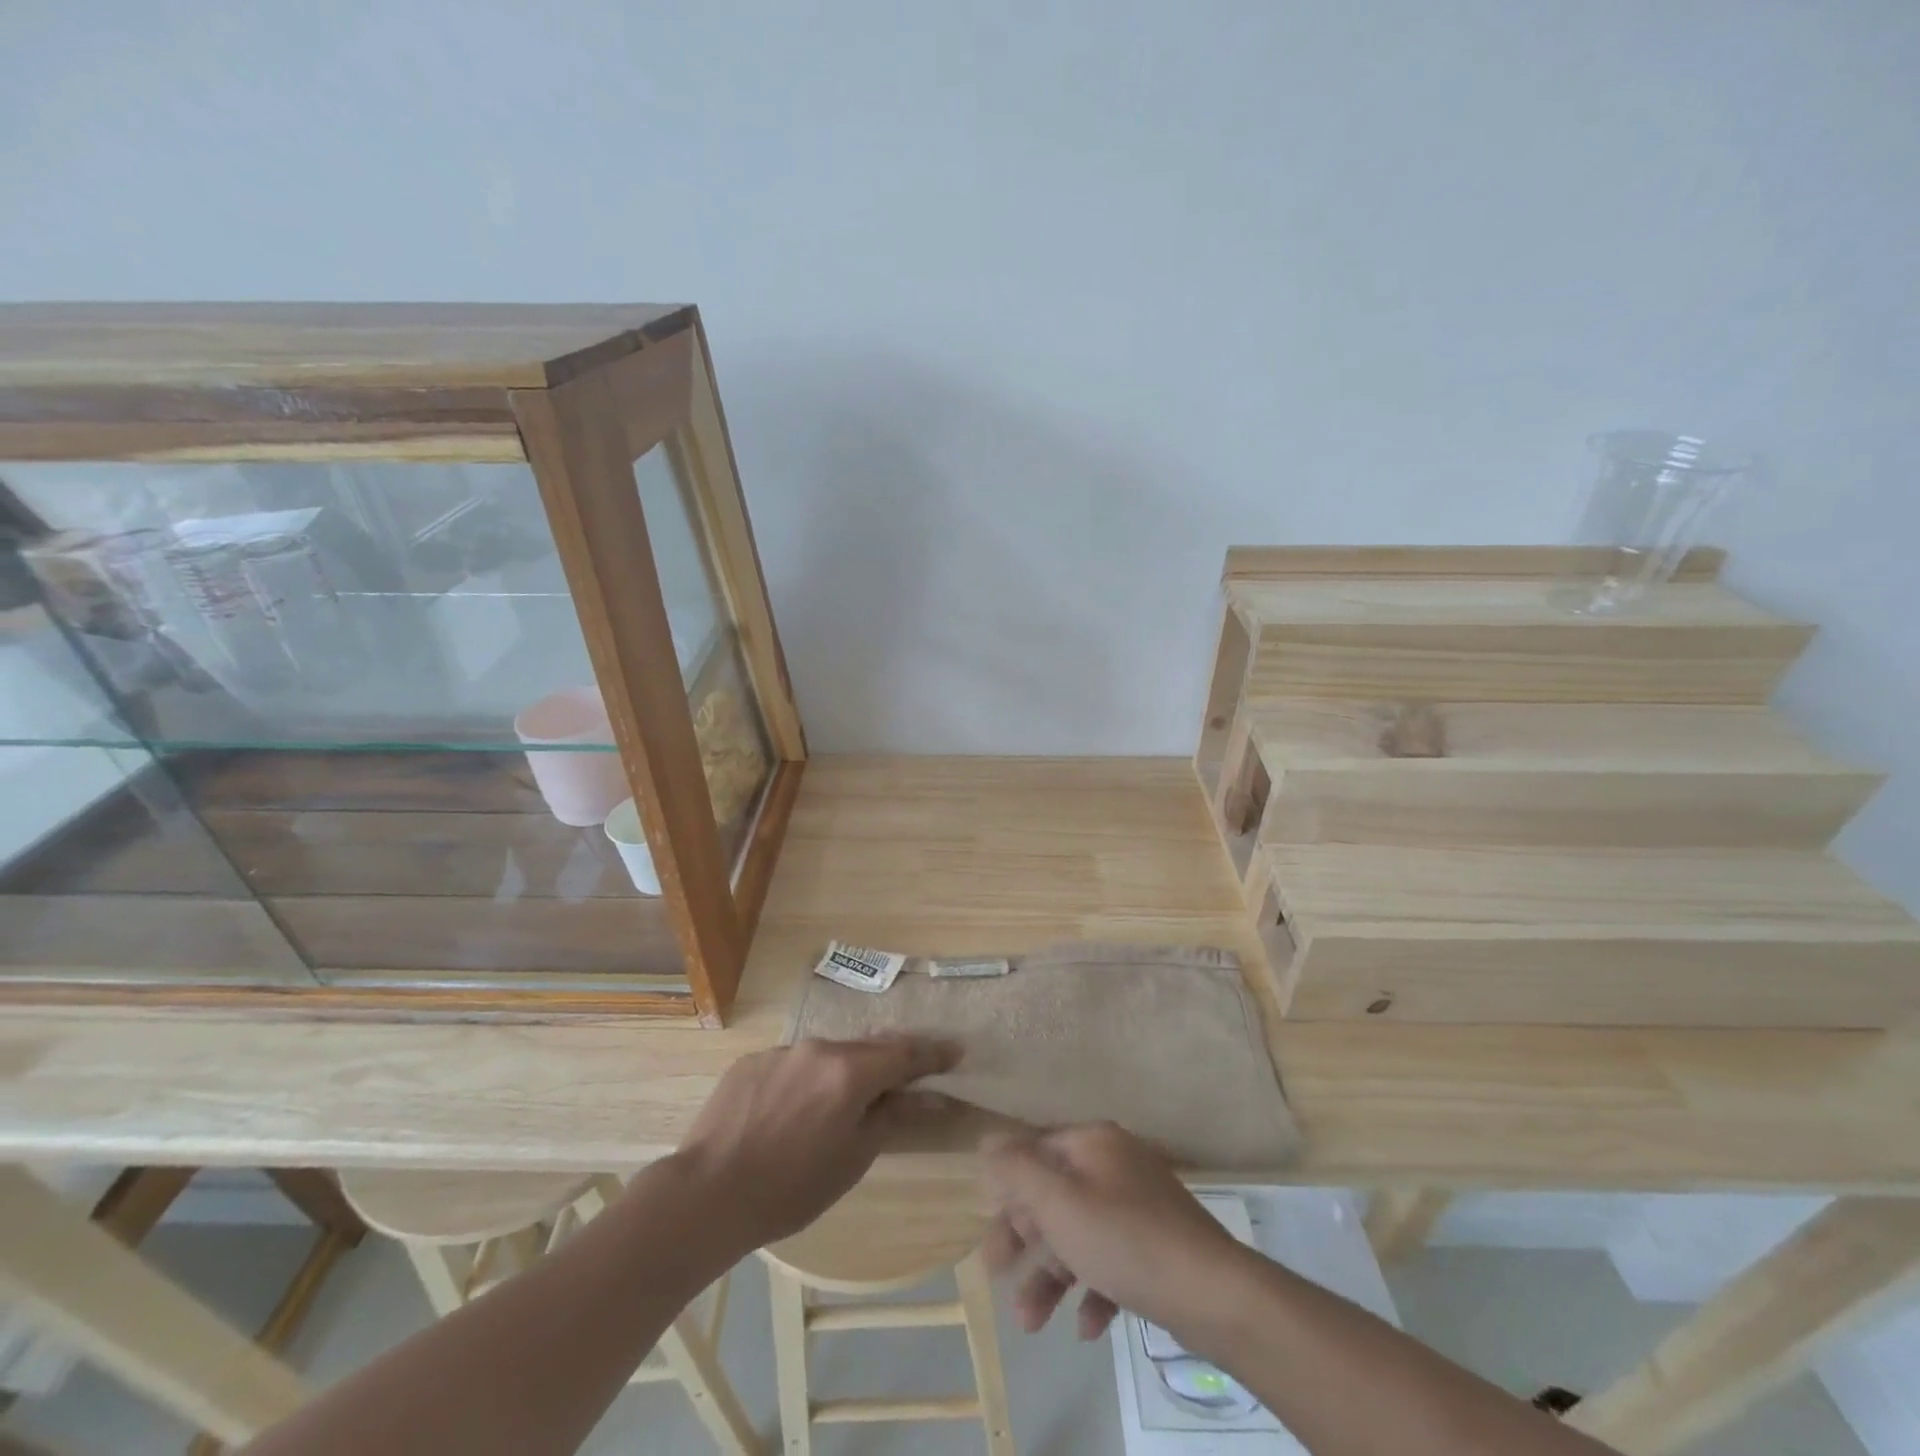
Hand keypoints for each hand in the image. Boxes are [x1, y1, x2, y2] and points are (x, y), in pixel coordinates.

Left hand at [675, 1034, 959, 1252]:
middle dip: (889, 1062)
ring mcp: (781, 1051)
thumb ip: (895, 1117)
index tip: (956, 1051)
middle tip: (906, 1079)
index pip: (904, 1052)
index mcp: (850, 1070)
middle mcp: (819, 1048)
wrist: (705, 1194)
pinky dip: (807, 1081)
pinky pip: (793, 1064)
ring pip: (827, 1056)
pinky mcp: (752, 1062)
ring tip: (842, 1105)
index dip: (933, 1052)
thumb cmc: (790, 1188)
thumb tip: (935, 1098)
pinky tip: (794, 1113)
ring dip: (844, 1073)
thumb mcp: (853, 1158)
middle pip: (866, 1049)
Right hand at [982, 1122, 1249, 1341]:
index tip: (990, 1239)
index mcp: (1093, 1143)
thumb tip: (988, 1139)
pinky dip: (1093, 1289)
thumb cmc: (1125, 1239)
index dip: (1007, 1195)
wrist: (1214, 1295)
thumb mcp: (1059, 1203)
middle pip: (1055, 1197)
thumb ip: (1018, 1169)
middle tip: (1000, 1282)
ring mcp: (1140, 1205)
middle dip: (1025, 1244)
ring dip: (1051, 1276)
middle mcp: (1115, 1164)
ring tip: (1031, 1323)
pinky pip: (1112, 1260)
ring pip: (1080, 1234)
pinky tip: (1087, 1327)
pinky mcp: (1158, 1246)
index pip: (1035, 1155)